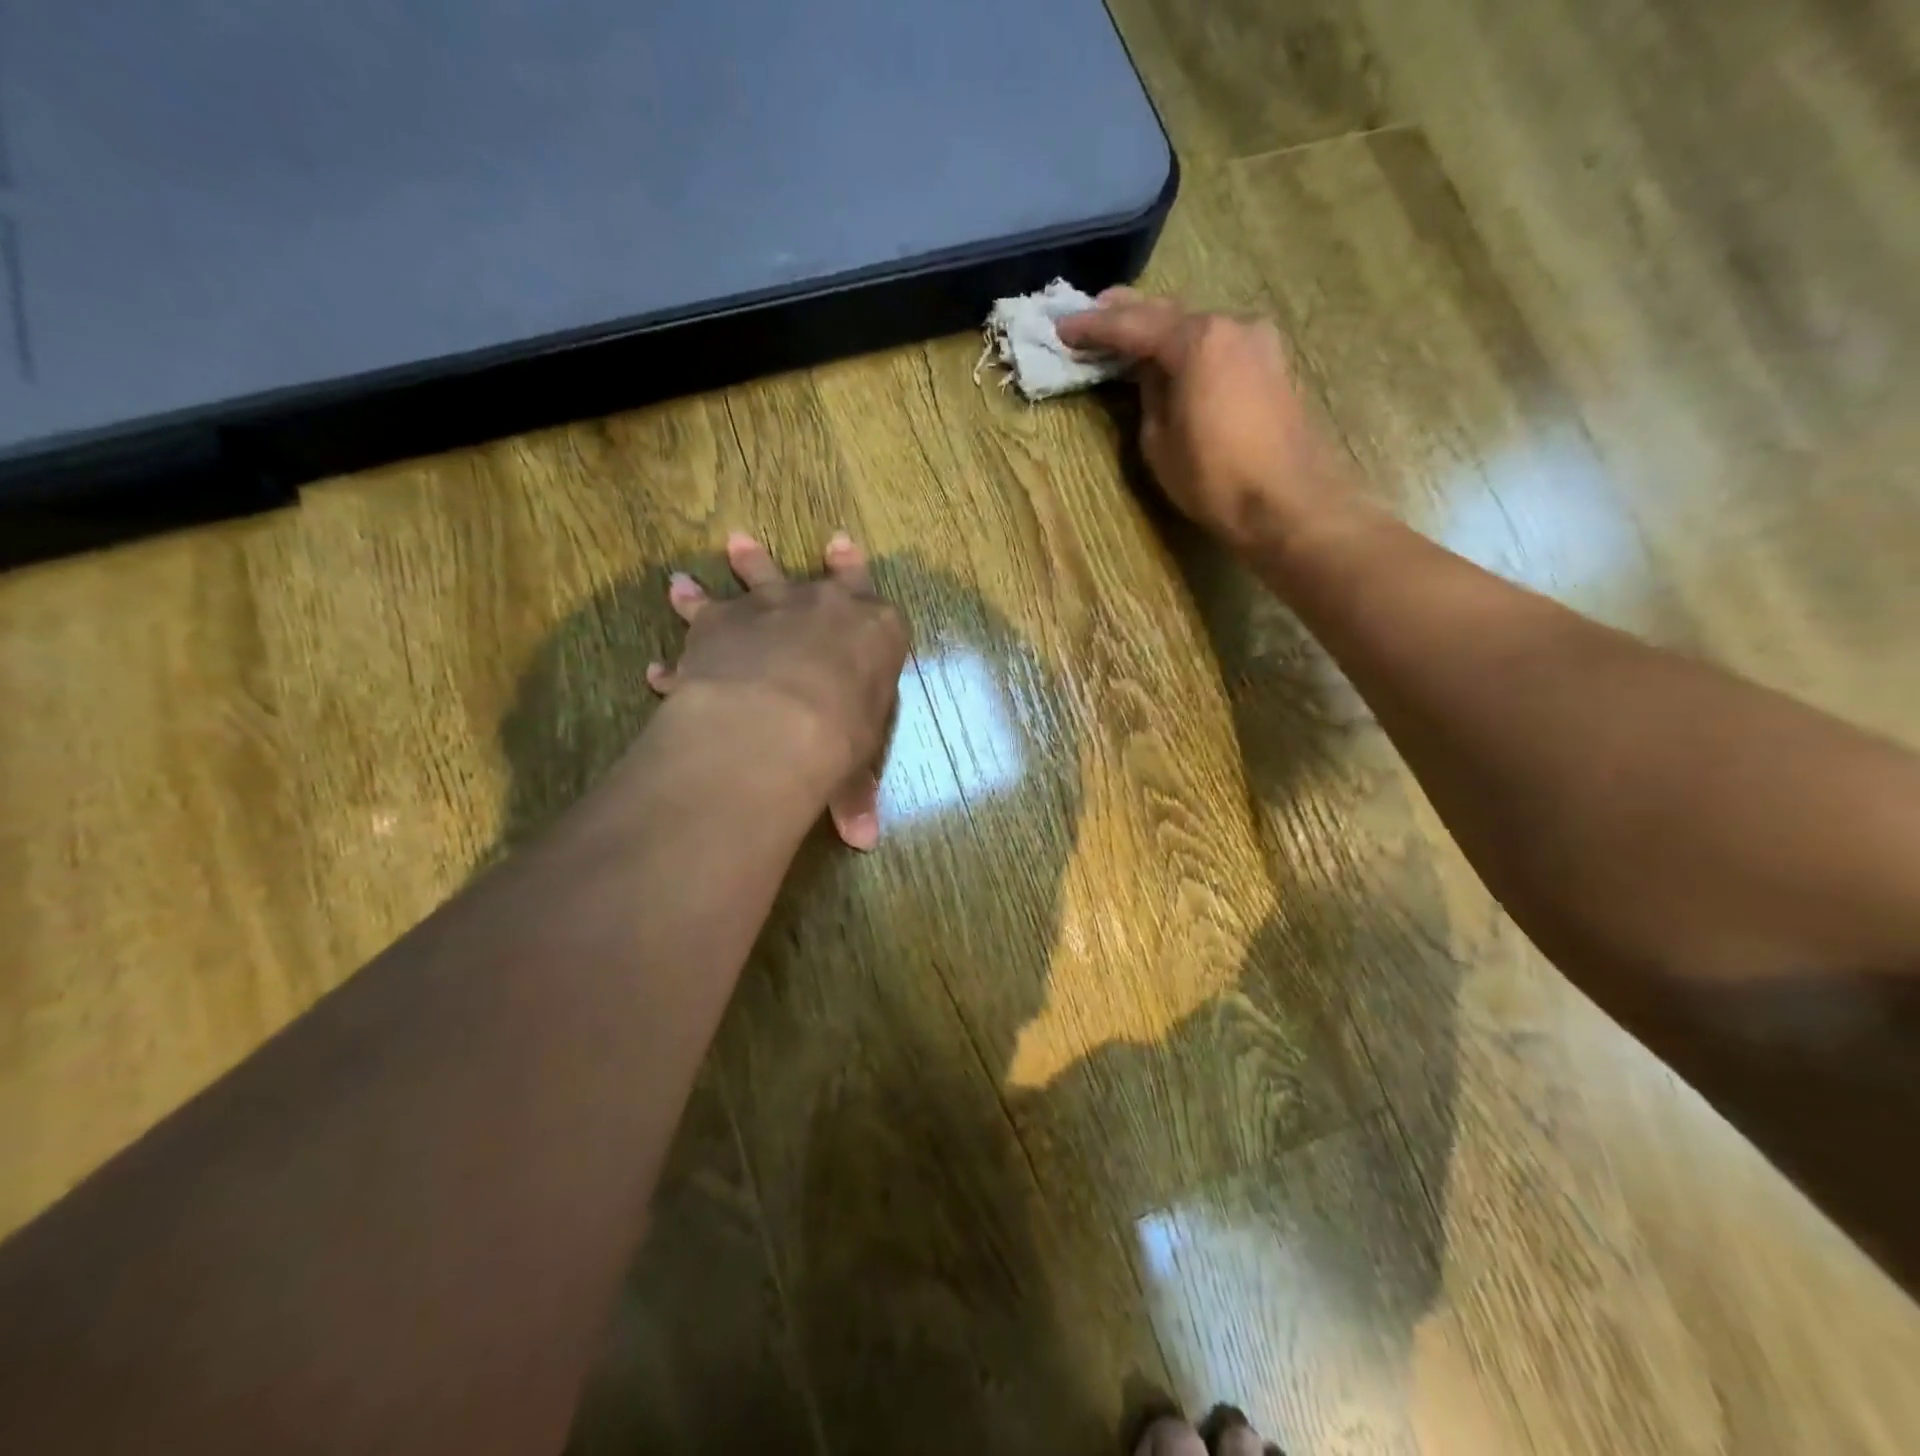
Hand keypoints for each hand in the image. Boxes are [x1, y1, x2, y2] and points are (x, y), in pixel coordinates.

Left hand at [647, 532, 907, 849]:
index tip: (843, 546)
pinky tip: (657, 663)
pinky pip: (697, 620)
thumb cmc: (843, 735)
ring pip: (749, 578)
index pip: (869, 593)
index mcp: (873, 631)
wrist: (782, 720)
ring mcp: (766, 608)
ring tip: (699, 568)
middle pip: (809, 575)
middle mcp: (820, 606)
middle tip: (753, 542)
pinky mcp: (717, 624)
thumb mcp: (855, 768)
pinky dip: (679, 638)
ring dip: (732, 570)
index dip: (856, 570)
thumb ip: (855, 795)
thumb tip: (864, 840)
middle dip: (784, 562)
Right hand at [1057, 289, 1363, 554]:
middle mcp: (1231, 325)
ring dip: (1159, 329)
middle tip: (1091, 313)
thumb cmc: (1214, 478)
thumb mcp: (1160, 442)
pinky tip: (1169, 356)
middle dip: (1127, 314)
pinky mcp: (1270, 363)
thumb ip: (1149, 396)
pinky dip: (1187, 346)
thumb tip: (1150, 374)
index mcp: (1198, 341)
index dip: (1094, 327)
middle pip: (1168, 313)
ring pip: (1195, 326)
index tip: (1062, 327)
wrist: (1288, 502)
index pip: (1133, 325)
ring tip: (1126, 334)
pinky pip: (1217, 344)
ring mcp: (1257, 341)